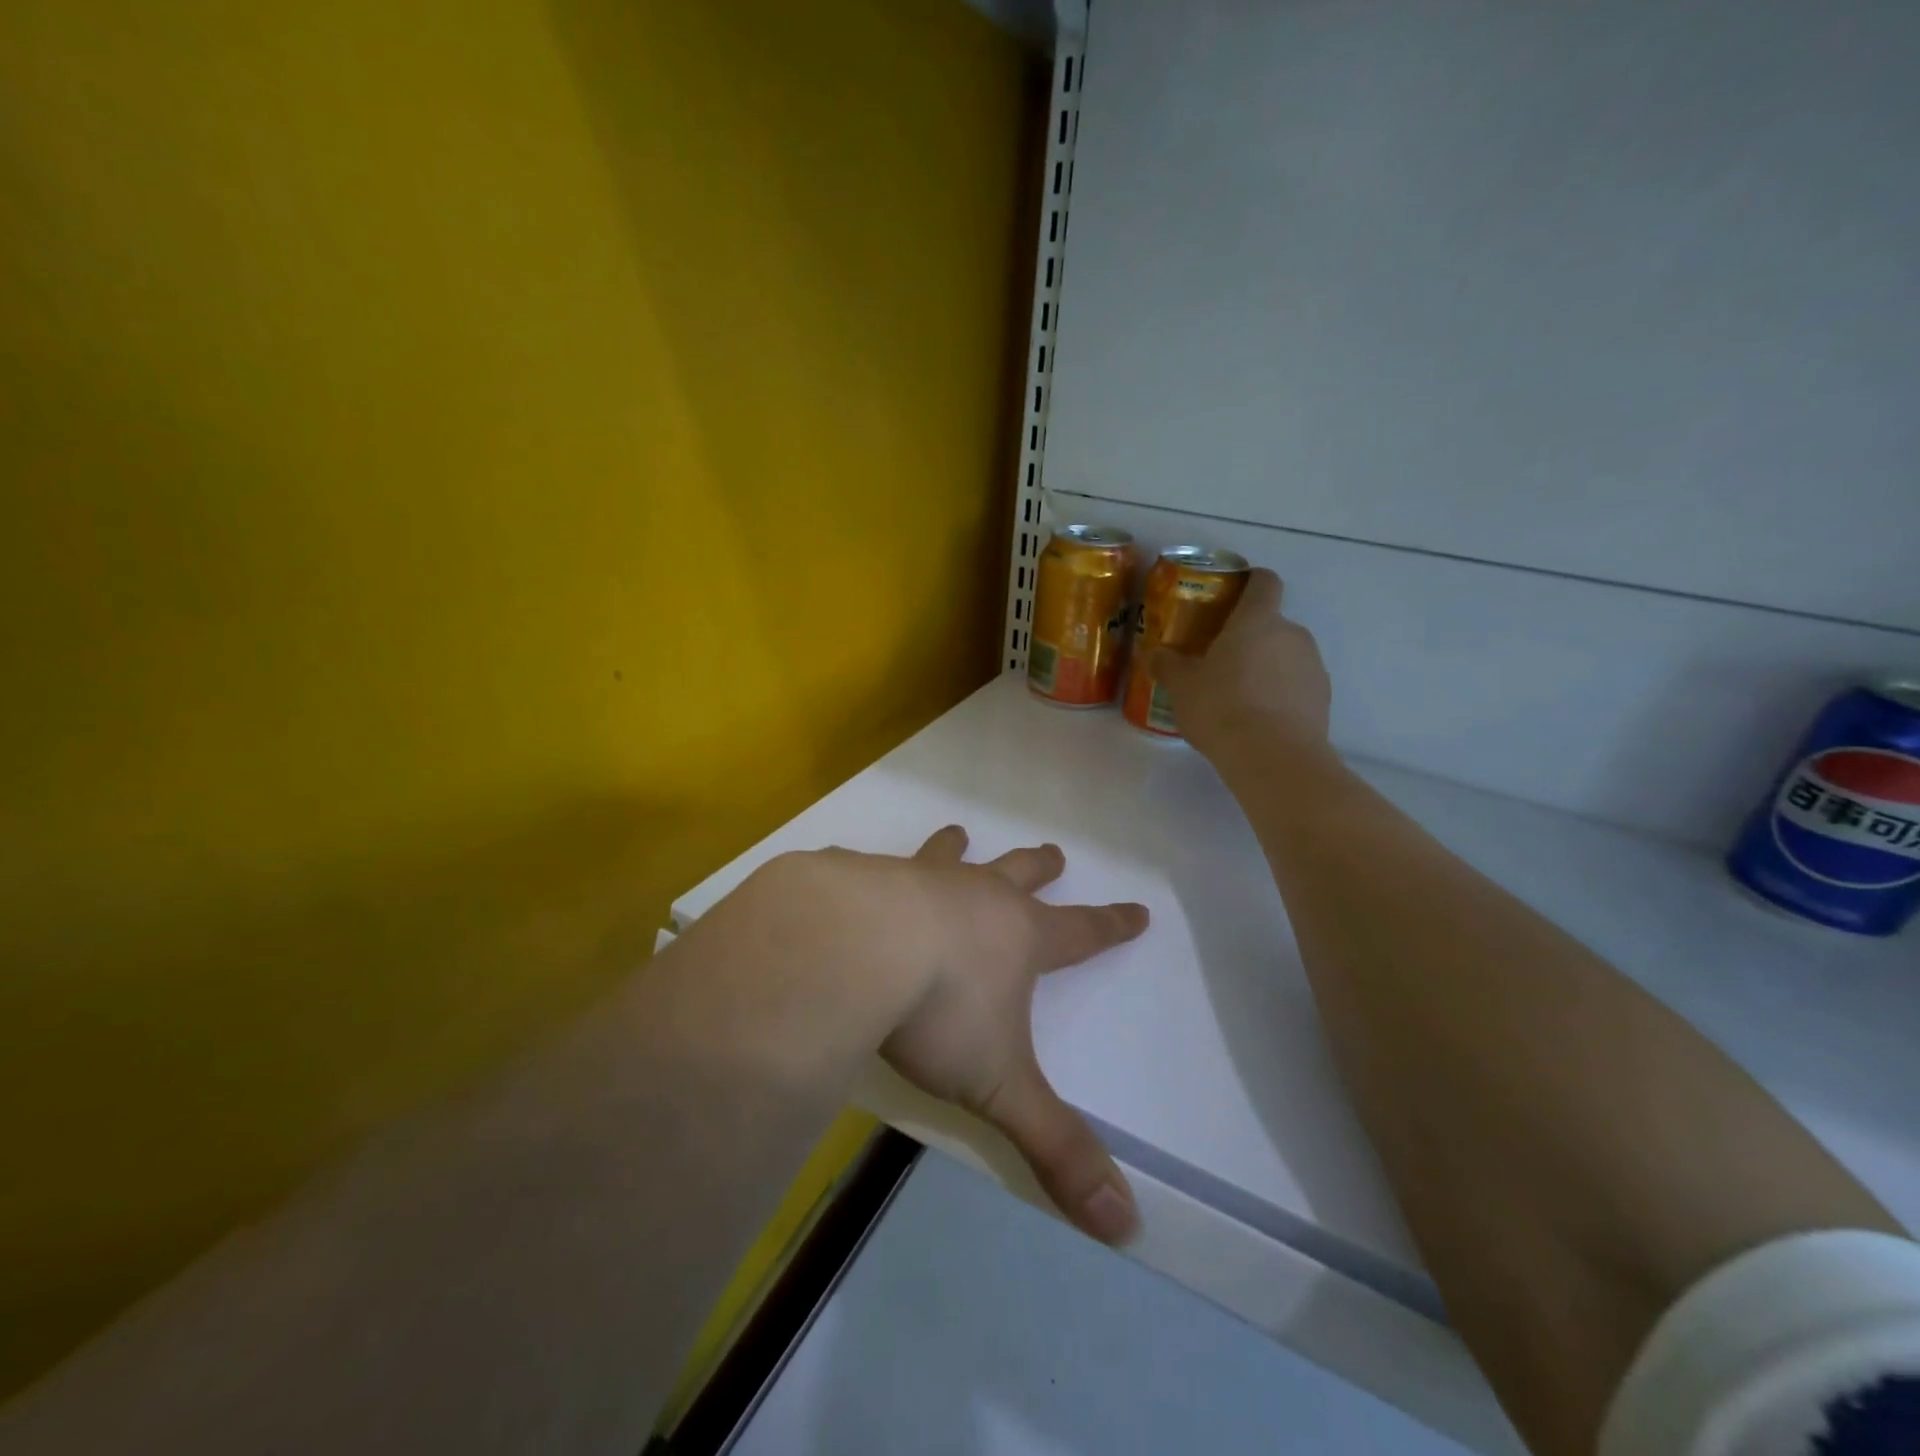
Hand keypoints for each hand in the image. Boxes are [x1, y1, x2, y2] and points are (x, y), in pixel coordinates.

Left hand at [870, 826, 1147, 1243]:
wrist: (853, 946)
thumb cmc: (938, 1011)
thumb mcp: (999, 1086)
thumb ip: (1056, 1147)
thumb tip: (1127, 1226)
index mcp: (1016, 937)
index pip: (1082, 932)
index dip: (1113, 925)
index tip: (1138, 909)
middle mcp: (973, 896)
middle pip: (1019, 874)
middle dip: (1040, 867)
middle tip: (1055, 852)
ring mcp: (917, 878)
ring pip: (950, 856)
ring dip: (958, 848)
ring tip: (961, 833)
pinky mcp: (861, 875)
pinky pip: (874, 865)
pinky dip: (875, 868)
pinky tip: (855, 872)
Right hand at [1147, 568, 1331, 760]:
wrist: (1273, 757)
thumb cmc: (1221, 708)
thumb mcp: (1182, 687)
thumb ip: (1168, 665)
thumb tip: (1155, 654)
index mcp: (1257, 620)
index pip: (1264, 582)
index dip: (1251, 582)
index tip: (1233, 593)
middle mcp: (1292, 634)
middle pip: (1272, 623)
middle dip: (1250, 637)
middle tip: (1221, 661)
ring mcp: (1313, 666)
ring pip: (1286, 655)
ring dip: (1266, 667)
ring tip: (1238, 697)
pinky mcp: (1323, 699)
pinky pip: (1296, 685)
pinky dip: (1280, 694)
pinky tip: (1258, 719)